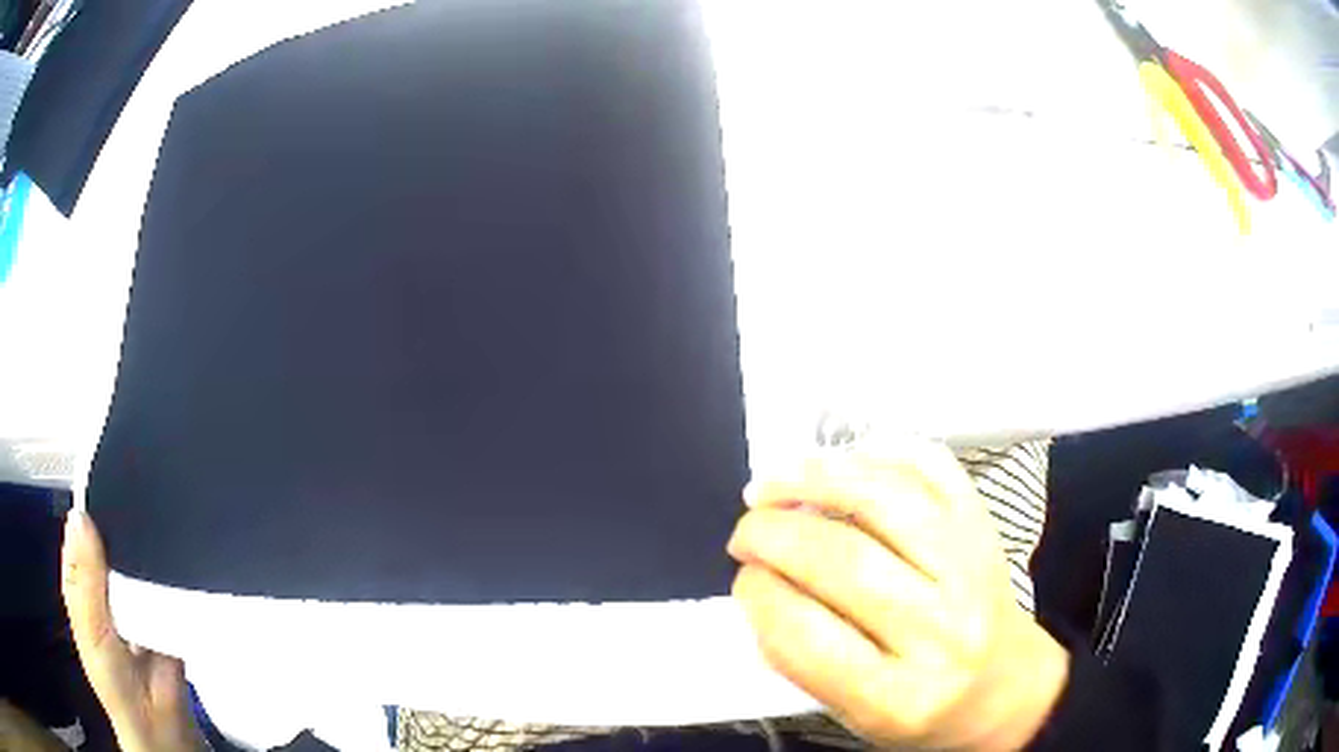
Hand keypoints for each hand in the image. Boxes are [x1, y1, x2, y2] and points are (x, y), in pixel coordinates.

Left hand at [61, 510, 208, 751]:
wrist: (159, 724)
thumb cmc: (112, 680)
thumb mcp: (89, 628)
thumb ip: (84, 578)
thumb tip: (81, 516)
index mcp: (81, 577)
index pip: (81, 527)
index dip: (90, 502)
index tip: (107, 472)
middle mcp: (105, 578)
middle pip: (112, 536)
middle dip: (124, 519)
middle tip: (141, 492)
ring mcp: (135, 593)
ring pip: (139, 555)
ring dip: (149, 543)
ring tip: (164, 515)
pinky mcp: (163, 608)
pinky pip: (165, 580)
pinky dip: (170, 568)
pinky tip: (180, 550)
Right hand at [728, 442, 1068, 750]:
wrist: (1003, 685)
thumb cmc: (921, 710)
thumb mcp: (854, 714)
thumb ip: (802, 659)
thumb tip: (762, 581)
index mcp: (899, 699)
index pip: (806, 637)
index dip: (757, 596)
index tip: (742, 579)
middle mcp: (942, 631)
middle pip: (844, 562)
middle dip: (772, 534)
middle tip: (745, 532)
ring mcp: (971, 568)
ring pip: (886, 500)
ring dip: (813, 478)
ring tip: (771, 484)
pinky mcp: (985, 526)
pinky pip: (932, 467)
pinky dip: (879, 451)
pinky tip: (842, 461)